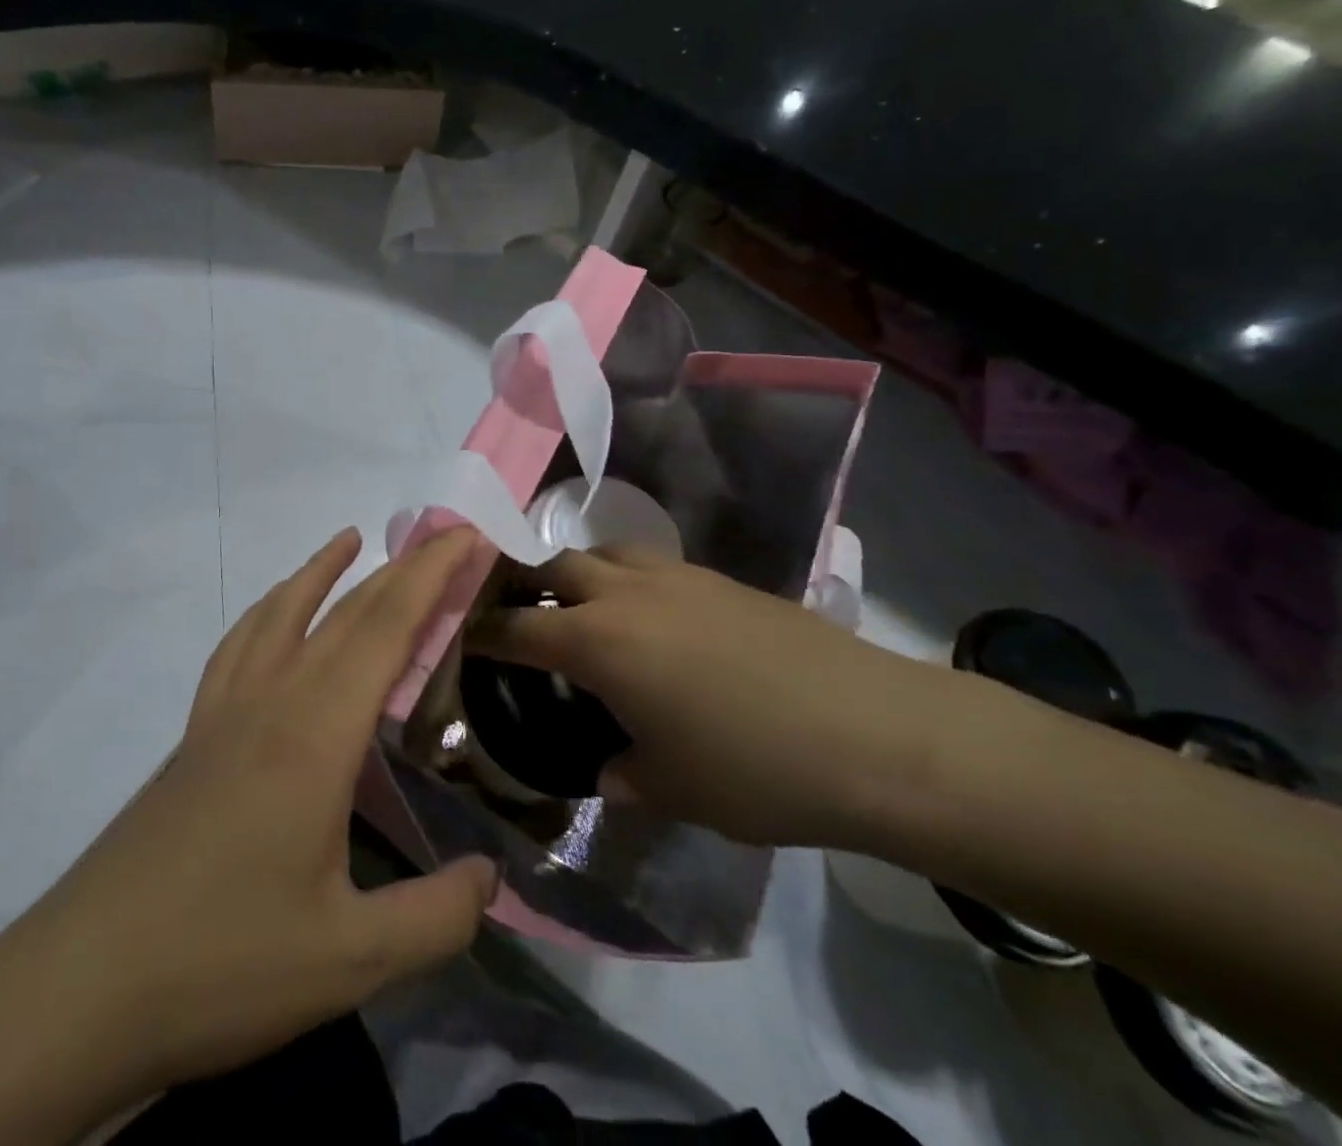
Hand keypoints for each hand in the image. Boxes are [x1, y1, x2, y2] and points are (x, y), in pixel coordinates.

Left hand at [0, 527, 494, 1145]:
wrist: (81, 986)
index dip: (431, 578)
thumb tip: (491, 876)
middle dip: (400, 568)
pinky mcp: (194, 737)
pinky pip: (236, 648)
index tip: (470, 540)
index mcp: (314, 734)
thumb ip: (435, 917)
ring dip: (320, 570)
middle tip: (443, 538)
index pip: (385, 629)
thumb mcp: (348, 961)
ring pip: (280, 614)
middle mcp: (270, 702)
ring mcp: (223, 713)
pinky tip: (272, 619)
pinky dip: (265, 611)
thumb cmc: (220, 963)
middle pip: (344, 612)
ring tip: (349, 539)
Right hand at [466, 546, 933, 847]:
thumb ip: (622, 776)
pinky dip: (631, 580)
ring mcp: (678, 578)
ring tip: (588, 610)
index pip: (519, 626)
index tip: (465, 637)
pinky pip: (653, 564)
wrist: (875, 734)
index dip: (485, 632)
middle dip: (529, 586)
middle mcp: (627, 594)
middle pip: (557, 566)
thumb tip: (608, 770)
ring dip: (583, 574)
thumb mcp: (672, 790)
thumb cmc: (756, 770)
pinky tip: (654, 621)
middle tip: (524, 618)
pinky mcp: (721, 579)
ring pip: (606, 552)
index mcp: (600, 642)